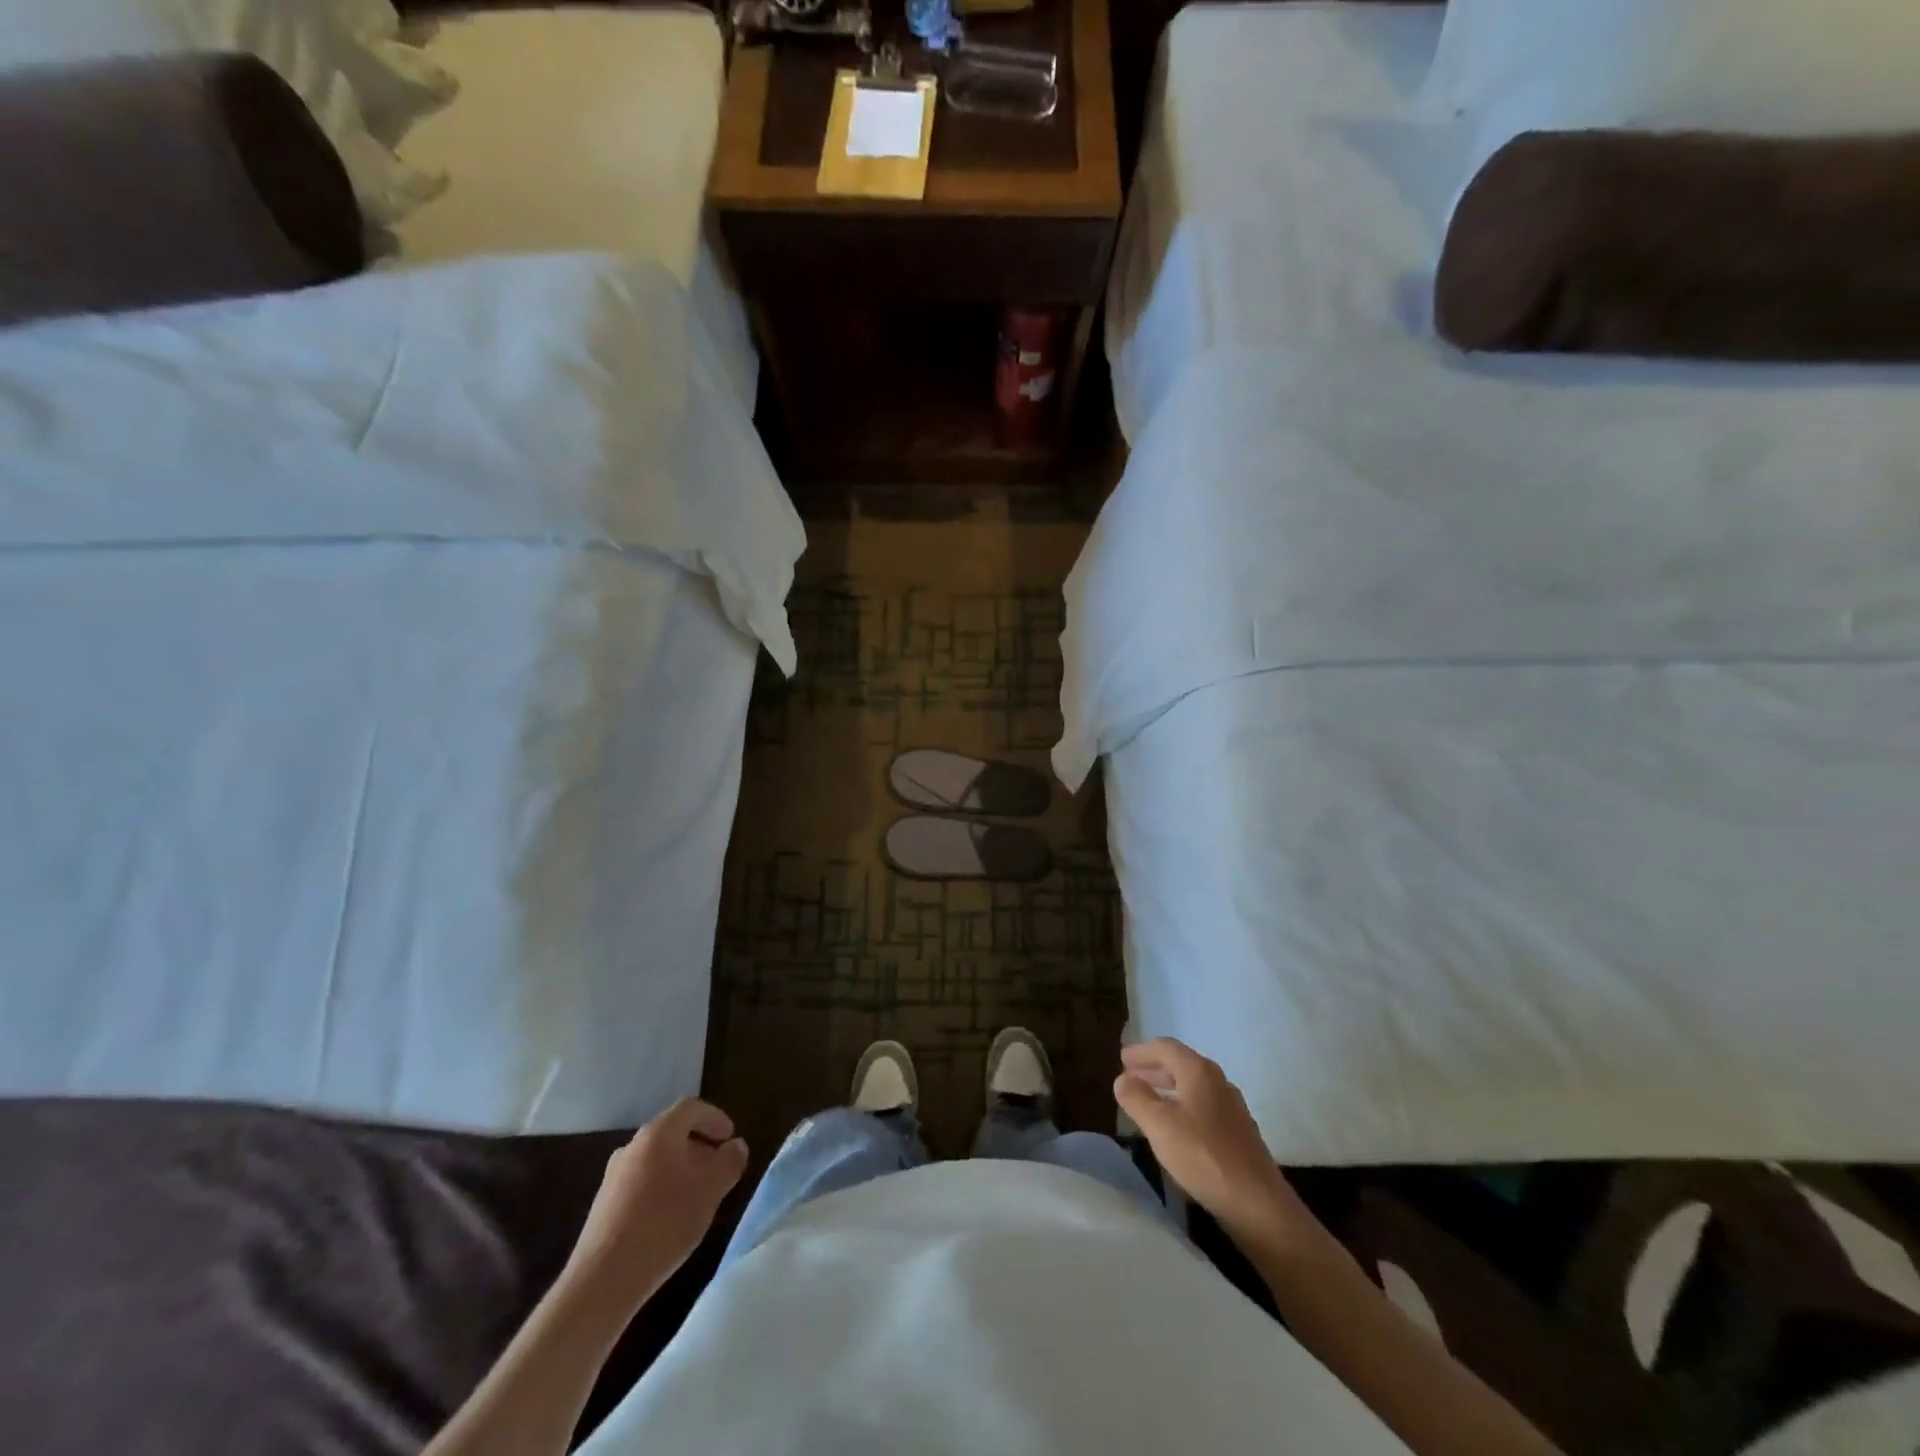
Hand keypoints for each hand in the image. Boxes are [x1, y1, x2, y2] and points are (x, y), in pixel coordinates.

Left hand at [566, 1099, 748, 1309]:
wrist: (603, 1280)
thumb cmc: (664, 1223)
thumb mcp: (710, 1190)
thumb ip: (729, 1162)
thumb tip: (736, 1146)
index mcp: (659, 1133)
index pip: (691, 1108)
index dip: (715, 1117)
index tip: (730, 1138)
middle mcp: (633, 1146)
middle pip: (672, 1132)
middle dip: (699, 1146)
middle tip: (717, 1168)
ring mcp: (613, 1176)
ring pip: (656, 1159)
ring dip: (680, 1169)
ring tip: (697, 1196)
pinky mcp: (604, 1205)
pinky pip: (640, 1182)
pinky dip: (661, 1188)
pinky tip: (669, 1219)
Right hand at [1115, 1039, 1307, 1240]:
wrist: (1257, 1203)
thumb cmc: (1203, 1156)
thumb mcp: (1158, 1125)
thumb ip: (1136, 1097)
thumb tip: (1123, 1078)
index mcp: (1199, 1071)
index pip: (1165, 1047)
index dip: (1141, 1051)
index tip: (1121, 1059)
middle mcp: (1218, 1081)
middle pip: (1181, 1063)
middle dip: (1153, 1068)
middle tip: (1130, 1076)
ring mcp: (1232, 1107)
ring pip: (1193, 1086)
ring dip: (1168, 1087)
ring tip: (1148, 1100)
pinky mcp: (1239, 1132)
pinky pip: (1203, 1106)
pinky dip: (1183, 1106)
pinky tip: (1176, 1127)